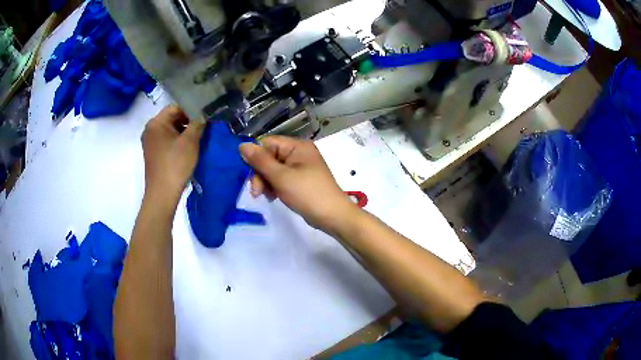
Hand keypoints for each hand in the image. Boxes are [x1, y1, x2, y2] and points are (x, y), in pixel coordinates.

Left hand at [142, 105, 204, 202]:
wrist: (162, 194)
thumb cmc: (175, 165)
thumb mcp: (190, 142)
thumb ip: (198, 123)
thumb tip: (203, 115)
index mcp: (156, 123)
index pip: (176, 107)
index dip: (192, 110)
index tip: (204, 118)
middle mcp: (150, 129)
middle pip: (172, 117)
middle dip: (188, 121)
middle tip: (203, 129)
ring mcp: (150, 141)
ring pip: (170, 129)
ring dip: (183, 132)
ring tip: (197, 139)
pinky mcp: (153, 152)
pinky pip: (166, 140)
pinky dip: (177, 141)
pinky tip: (187, 149)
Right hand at [239, 136, 359, 231]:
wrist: (332, 216)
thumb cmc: (307, 193)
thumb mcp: (281, 177)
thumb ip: (260, 161)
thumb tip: (242, 145)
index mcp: (297, 146)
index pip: (267, 143)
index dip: (256, 157)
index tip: (249, 174)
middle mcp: (299, 152)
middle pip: (269, 157)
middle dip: (260, 174)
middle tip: (256, 192)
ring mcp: (300, 167)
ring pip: (273, 169)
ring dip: (265, 182)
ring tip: (265, 196)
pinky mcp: (300, 180)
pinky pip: (281, 178)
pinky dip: (274, 186)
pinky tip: (272, 197)